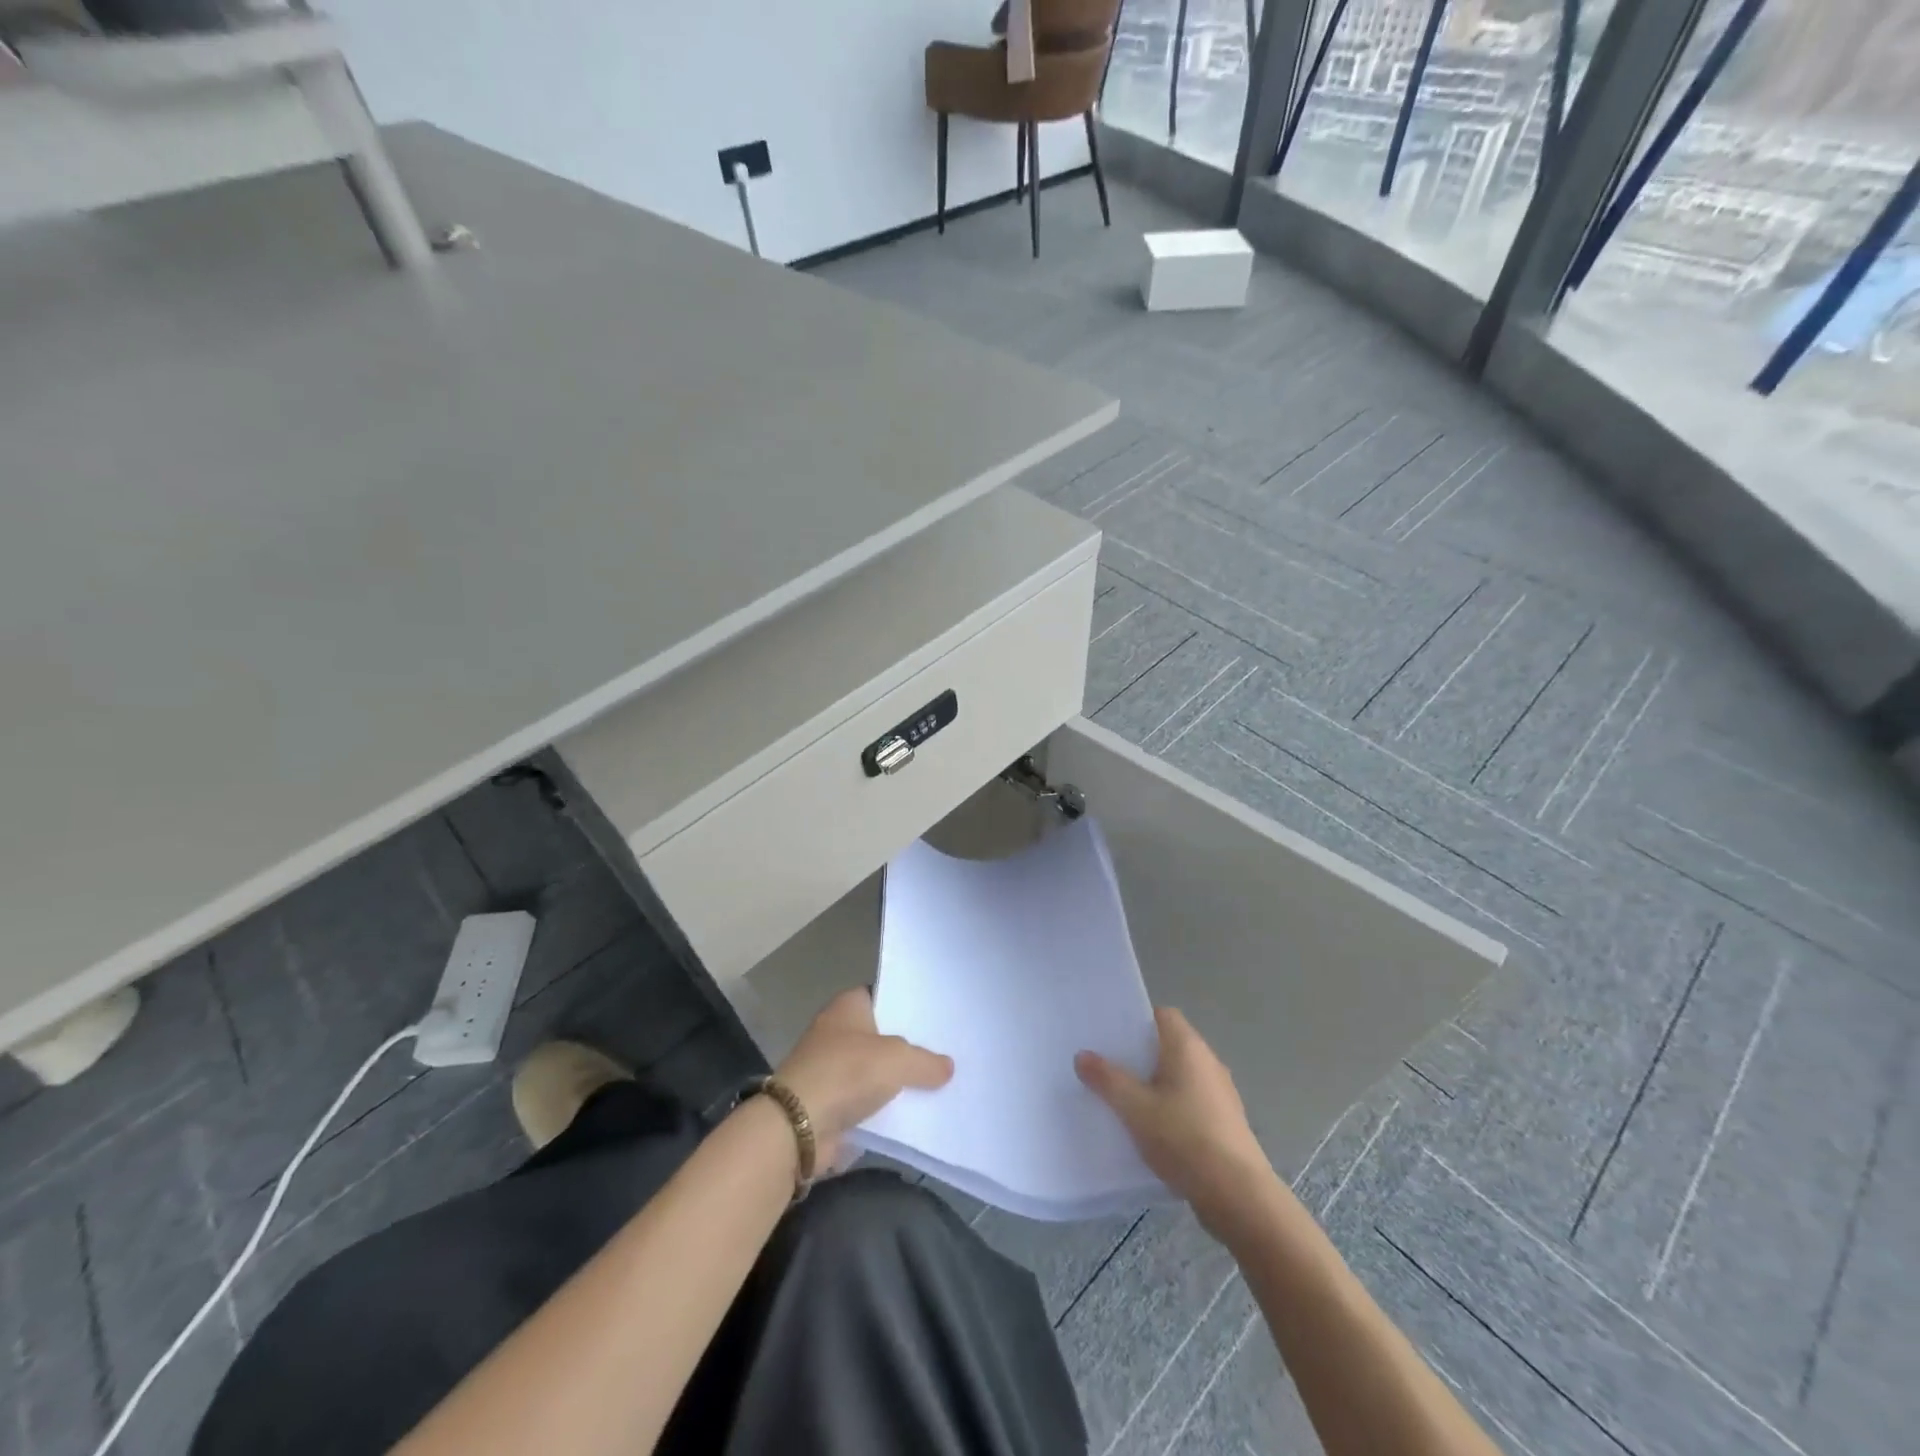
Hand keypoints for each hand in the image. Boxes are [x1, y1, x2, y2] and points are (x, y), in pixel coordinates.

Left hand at [775, 988, 953, 1168]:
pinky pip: (867, 1100)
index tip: (936, 1015)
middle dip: (908, 1044)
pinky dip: (885, 1107)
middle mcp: (837, 1031)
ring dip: (897, 1080)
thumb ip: (926, 1062)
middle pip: (881, 1034)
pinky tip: (915, 1113)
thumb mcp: (898, 1059)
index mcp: (848, 1006)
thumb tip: (947, 1068)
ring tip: (939, 1082)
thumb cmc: (847, 1073)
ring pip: (876, 1069)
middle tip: (945, 1050)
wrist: (798, 1127)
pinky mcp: (831, 1103)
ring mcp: (832, 1068)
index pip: (883, 994)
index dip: (907, 1004)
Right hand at [1077, 1007, 1277, 1237]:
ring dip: (1155, 1086)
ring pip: (1179, 1077)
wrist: (1238, 1196)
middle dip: (1139, 1057)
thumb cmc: (1184, 1138)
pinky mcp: (1225, 1123)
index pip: (1162, 1015)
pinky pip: (1190, 1103)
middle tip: (1108, 1069)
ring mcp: (1220, 1094)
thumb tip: (1082, 1055)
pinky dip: (1171, 1109)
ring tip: (1124, 1102)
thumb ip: (1107, 1079)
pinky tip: (1152, 1132)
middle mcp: (1208, 1062)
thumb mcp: (1135, 1108)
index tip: (1111, 1038)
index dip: (1137, 1022)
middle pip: (1169, 1046)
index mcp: (1188, 1047)